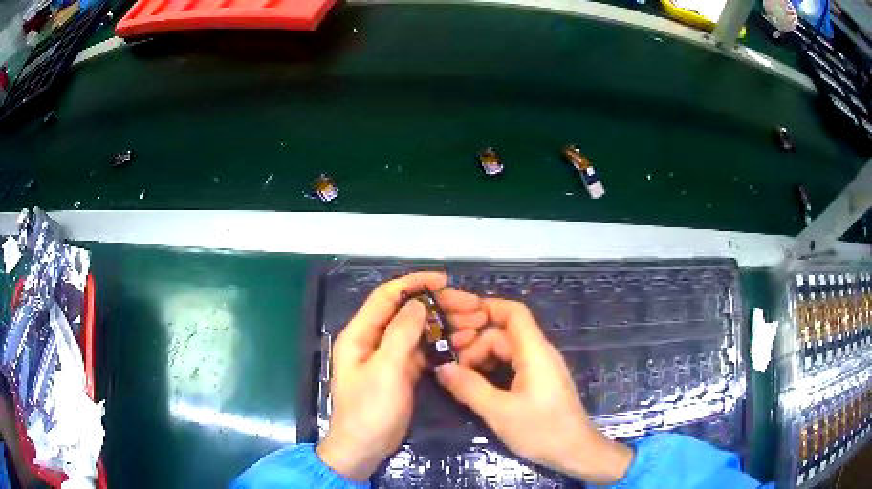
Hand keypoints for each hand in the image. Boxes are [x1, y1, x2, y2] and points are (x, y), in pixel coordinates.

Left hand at [317, 272, 485, 480]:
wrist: (364, 448)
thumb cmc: (370, 410)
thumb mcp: (386, 370)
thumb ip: (401, 333)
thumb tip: (418, 303)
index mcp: (360, 334)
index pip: (387, 297)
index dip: (415, 284)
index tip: (445, 281)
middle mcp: (373, 340)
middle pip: (408, 312)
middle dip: (440, 306)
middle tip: (473, 306)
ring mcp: (388, 357)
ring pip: (419, 331)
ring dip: (446, 325)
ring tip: (477, 324)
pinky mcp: (401, 372)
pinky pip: (423, 351)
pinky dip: (442, 345)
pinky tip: (465, 343)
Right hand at [437, 298, 633, 484]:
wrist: (575, 452)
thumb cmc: (542, 431)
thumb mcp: (499, 412)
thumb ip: (469, 387)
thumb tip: (442, 368)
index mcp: (535, 352)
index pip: (514, 313)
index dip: (486, 307)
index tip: (456, 318)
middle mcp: (540, 353)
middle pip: (504, 333)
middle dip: (475, 341)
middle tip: (449, 362)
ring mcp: (541, 368)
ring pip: (507, 349)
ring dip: (481, 357)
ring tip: (458, 376)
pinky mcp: (540, 382)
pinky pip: (513, 364)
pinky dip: (492, 368)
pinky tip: (476, 384)